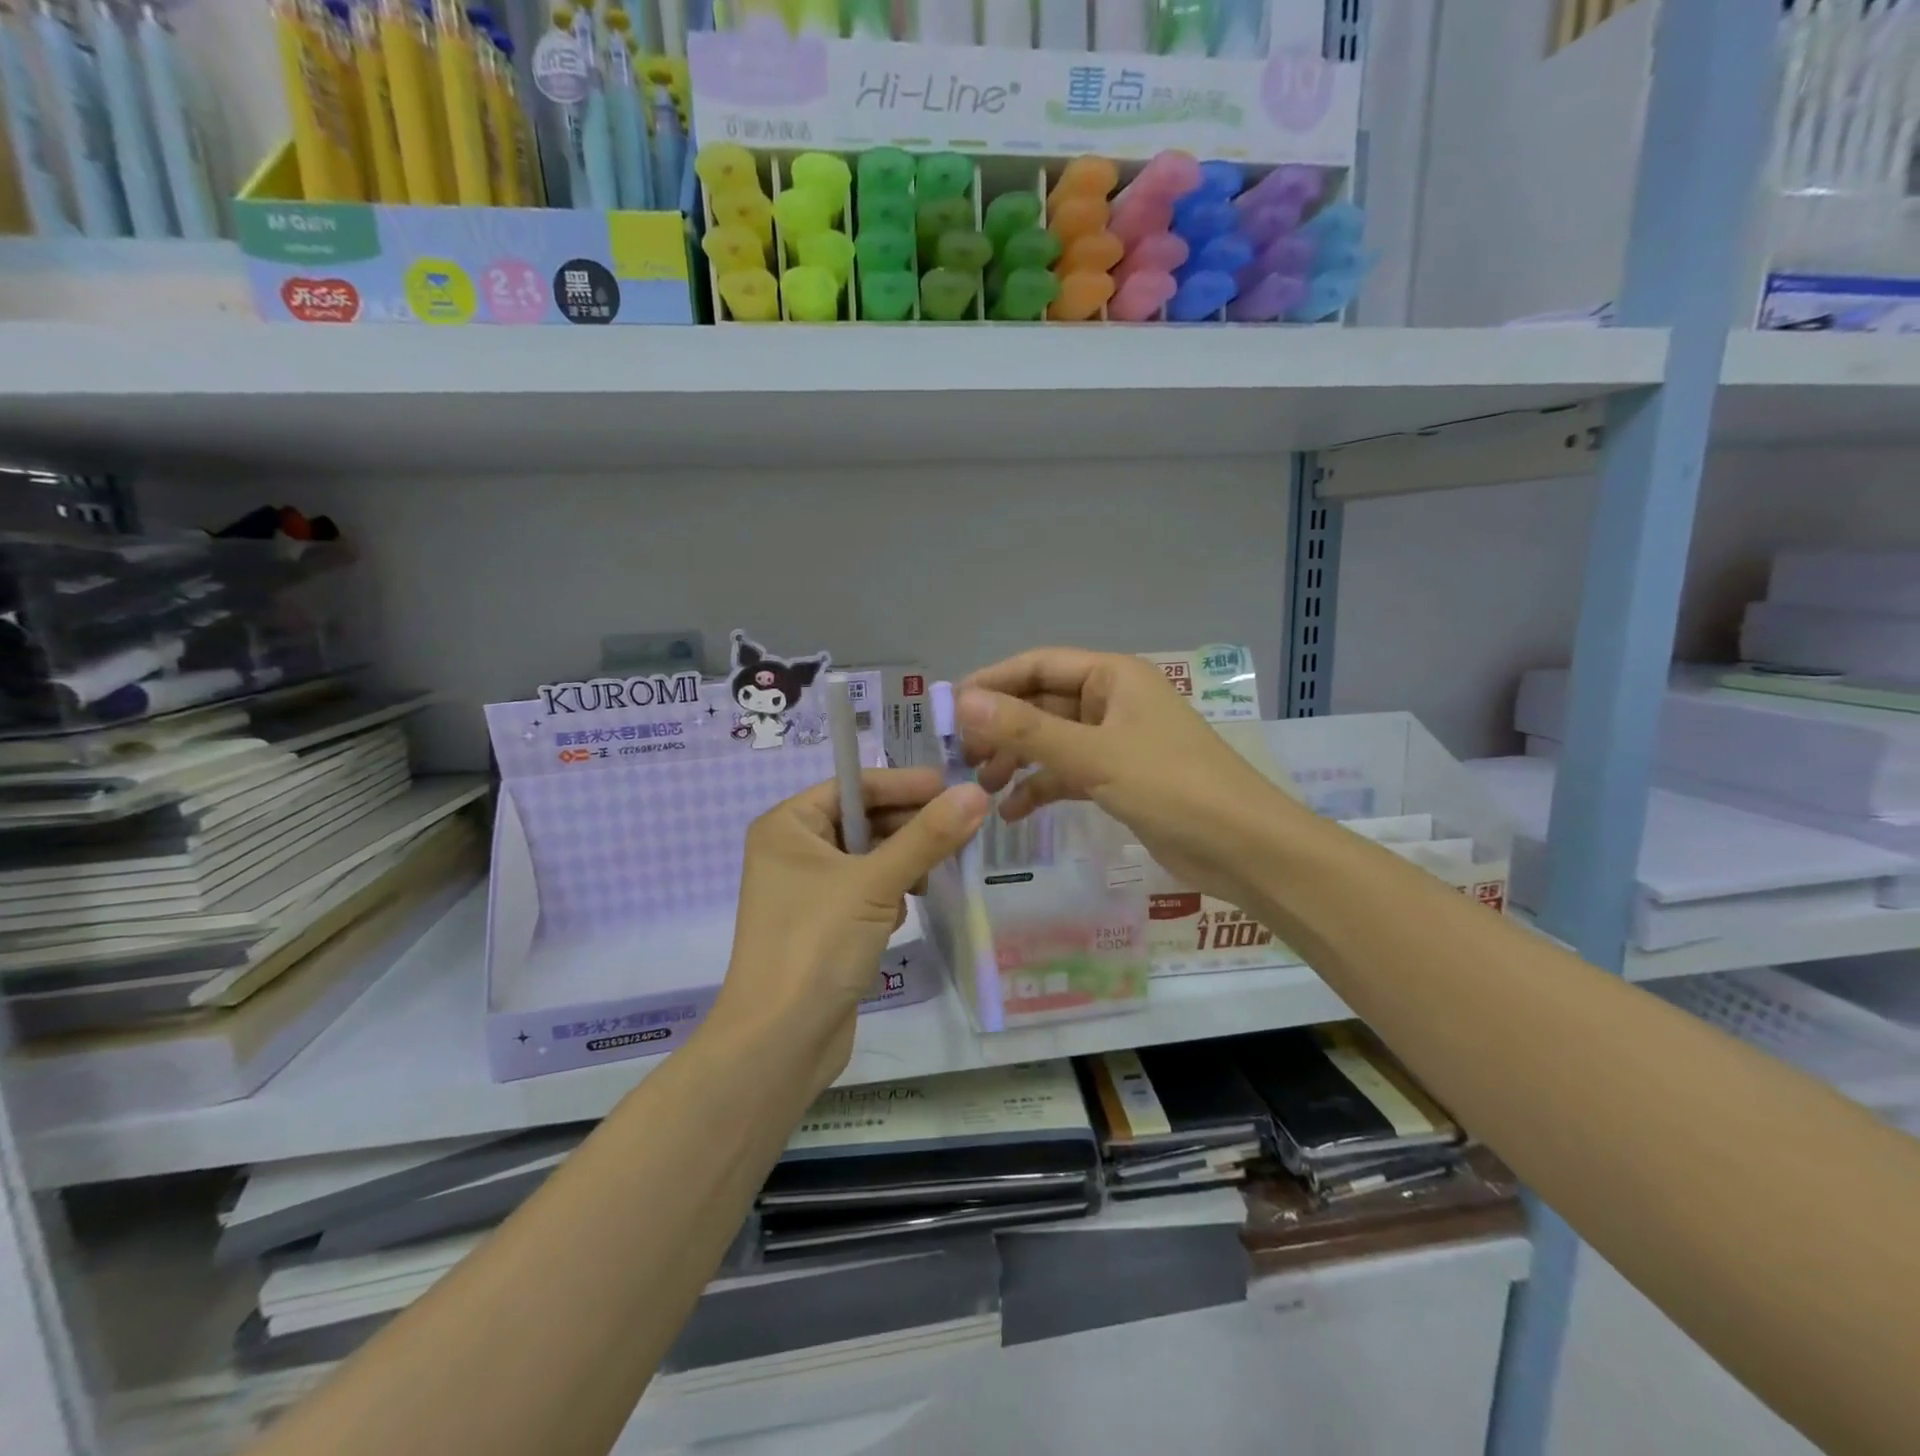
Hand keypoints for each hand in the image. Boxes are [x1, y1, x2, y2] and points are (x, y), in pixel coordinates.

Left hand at [714, 768, 988, 1091]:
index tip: (953, 788)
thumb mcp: (876, 884)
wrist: (779, 1042)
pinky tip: (904, 914)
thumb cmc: (816, 945)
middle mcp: (792, 851)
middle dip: (909, 828)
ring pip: (869, 858)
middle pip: (864, 820)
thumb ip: (927, 837)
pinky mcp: (823, 925)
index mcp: (788, 826)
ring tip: (934, 877)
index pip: (854, 786)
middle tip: (961, 831)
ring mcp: (806, 891)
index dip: (904, 785)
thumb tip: (976, 793)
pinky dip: (889, 896)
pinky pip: (865, 892)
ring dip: (903, 864)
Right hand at [958, 649, 1290, 906]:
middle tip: (960, 758)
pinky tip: (1013, 813)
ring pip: (1052, 741)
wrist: (1245, 849)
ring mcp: (1117, 741)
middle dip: (1001, 729)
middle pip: (1042, 704)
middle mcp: (1112, 701)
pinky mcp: (1120, 779)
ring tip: (981, 788)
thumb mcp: (1094, 756)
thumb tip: (964, 702)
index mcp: (1112, 677)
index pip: (1037, 665)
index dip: (992, 683)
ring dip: (1017, 761)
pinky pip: (1069, 773)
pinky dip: (1041, 788)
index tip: (948, 711)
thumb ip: (1026, 730)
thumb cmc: (1172, 787)